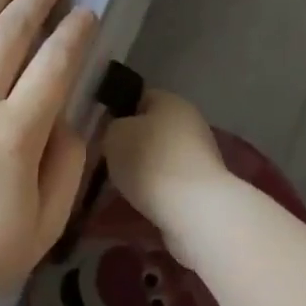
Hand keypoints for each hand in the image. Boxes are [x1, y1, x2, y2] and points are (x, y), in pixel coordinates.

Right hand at [102, 89, 231, 256]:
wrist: (192, 208)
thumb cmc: (149, 161)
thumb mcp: (114, 136)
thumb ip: (112, 128)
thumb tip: (119, 133)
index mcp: (171, 101)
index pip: (140, 98)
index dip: (118, 113)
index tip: (102, 134)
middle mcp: (190, 122)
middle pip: (151, 129)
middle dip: (129, 146)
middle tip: (108, 162)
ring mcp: (200, 154)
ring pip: (159, 157)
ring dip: (142, 170)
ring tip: (121, 187)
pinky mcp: (203, 184)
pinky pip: (170, 180)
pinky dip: (156, 189)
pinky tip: (142, 201)